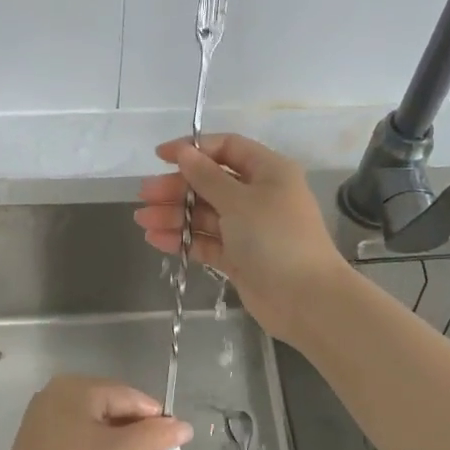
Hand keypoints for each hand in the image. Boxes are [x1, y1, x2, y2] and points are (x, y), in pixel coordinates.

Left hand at [0, 376, 191, 449]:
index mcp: (76, 388)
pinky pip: (82, 442)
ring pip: (98, 430)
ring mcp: (48, 419)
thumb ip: (153, 437)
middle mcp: (60, 395)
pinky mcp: (42, 444)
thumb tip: (185, 427)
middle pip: (113, 412)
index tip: (174, 446)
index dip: (155, 419)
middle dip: (138, 441)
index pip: (128, 396)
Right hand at [133, 133, 349, 343]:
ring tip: (142, 220)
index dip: (193, 149)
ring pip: (205, 214)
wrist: (306, 301)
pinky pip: (207, 241)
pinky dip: (184, 239)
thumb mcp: (238, 201)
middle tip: (144, 195)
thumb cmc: (275, 238)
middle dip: (177, 187)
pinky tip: (156, 239)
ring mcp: (249, 228)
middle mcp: (259, 195)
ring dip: (174, 214)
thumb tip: (184, 152)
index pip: (227, 148)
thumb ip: (206, 176)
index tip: (160, 157)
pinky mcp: (240, 257)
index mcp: (268, 171)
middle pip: (211, 182)